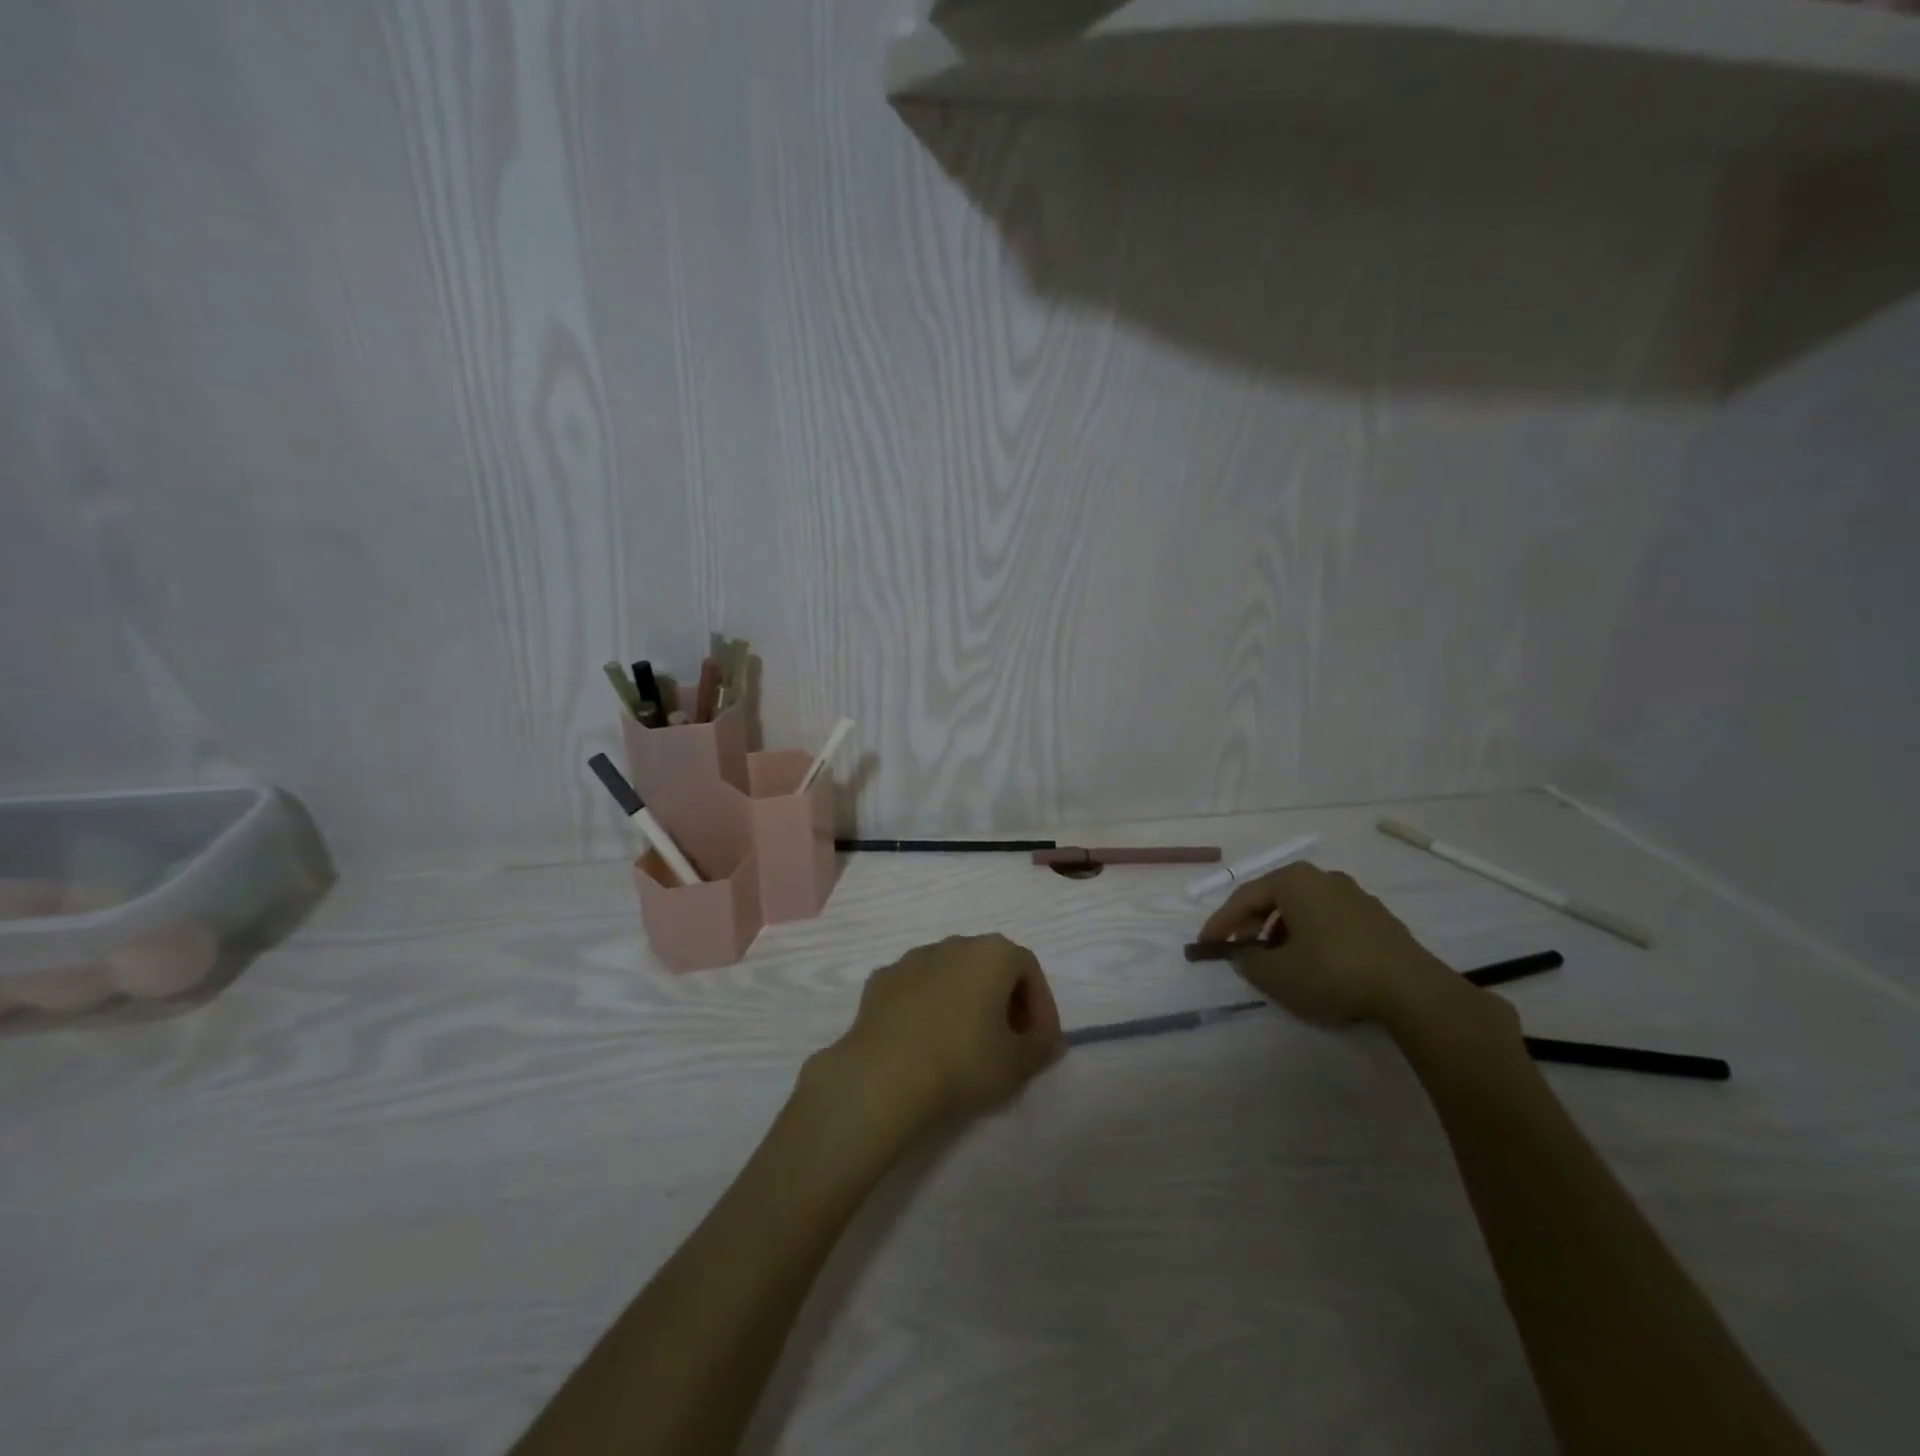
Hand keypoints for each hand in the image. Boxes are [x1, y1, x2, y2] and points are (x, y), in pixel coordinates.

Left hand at [822, 934, 1062, 1129]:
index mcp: (992, 953)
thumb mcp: (1018, 1064)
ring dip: (963, 1001)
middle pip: (989, 966)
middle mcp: (953, 943)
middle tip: (1007, 1042)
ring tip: (964, 1044)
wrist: (883, 1076)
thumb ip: (1041, 1046)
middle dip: (1003, 1000)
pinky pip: (915, 989)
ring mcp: (912, 958)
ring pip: (950, 974)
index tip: (1039, 1042)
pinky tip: (924, 1042)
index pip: (1029, 969)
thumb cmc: (963, 1062)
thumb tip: (1047, 1039)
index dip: (1041, 1006)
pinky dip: (926, 1007)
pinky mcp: (880, 980)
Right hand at [1198, 862, 1511, 1037]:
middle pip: (1275, 898)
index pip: (1244, 897)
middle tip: (1241, 951)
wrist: (1411, 991)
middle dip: (1252, 925)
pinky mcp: (1378, 918)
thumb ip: (1247, 962)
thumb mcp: (1276, 974)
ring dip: (1283, 932)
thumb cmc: (1331, 972)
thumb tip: (1242, 953)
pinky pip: (1330, 921)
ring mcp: (1355, 895)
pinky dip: (1312, 937)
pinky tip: (1314, 964)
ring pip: (1304, 910)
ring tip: (1277, 961)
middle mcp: (1323, 878)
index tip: (1206, 945)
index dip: (1220, 923)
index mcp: (1293, 880)